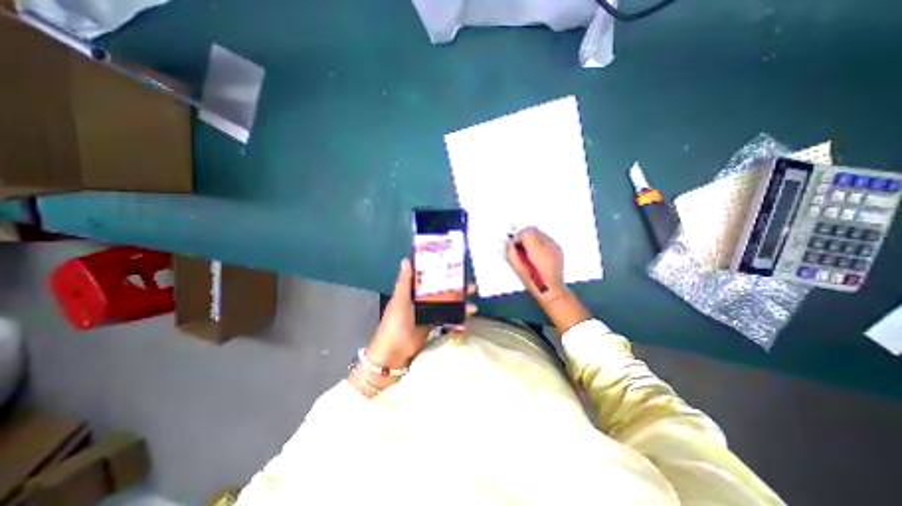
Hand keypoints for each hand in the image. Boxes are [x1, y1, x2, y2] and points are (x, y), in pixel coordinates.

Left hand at [367, 259, 478, 370]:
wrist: (394, 351)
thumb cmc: (395, 322)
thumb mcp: (400, 300)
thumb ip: (404, 281)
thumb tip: (406, 259)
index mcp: (414, 291)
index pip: (431, 277)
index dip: (444, 272)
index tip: (458, 268)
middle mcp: (423, 299)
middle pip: (444, 291)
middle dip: (458, 289)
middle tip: (472, 288)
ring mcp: (429, 313)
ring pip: (448, 306)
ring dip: (461, 306)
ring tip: (472, 308)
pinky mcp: (433, 325)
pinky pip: (448, 321)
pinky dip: (456, 322)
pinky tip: (463, 325)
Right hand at [506, 228, 560, 299]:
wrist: (552, 290)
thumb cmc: (535, 282)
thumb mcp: (518, 268)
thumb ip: (511, 253)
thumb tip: (508, 244)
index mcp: (537, 249)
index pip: (526, 232)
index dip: (517, 238)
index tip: (513, 246)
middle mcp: (548, 245)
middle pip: (533, 231)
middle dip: (524, 237)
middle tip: (519, 248)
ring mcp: (554, 247)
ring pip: (540, 234)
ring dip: (532, 240)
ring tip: (527, 253)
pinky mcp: (558, 250)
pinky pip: (546, 240)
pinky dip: (539, 244)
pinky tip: (537, 255)